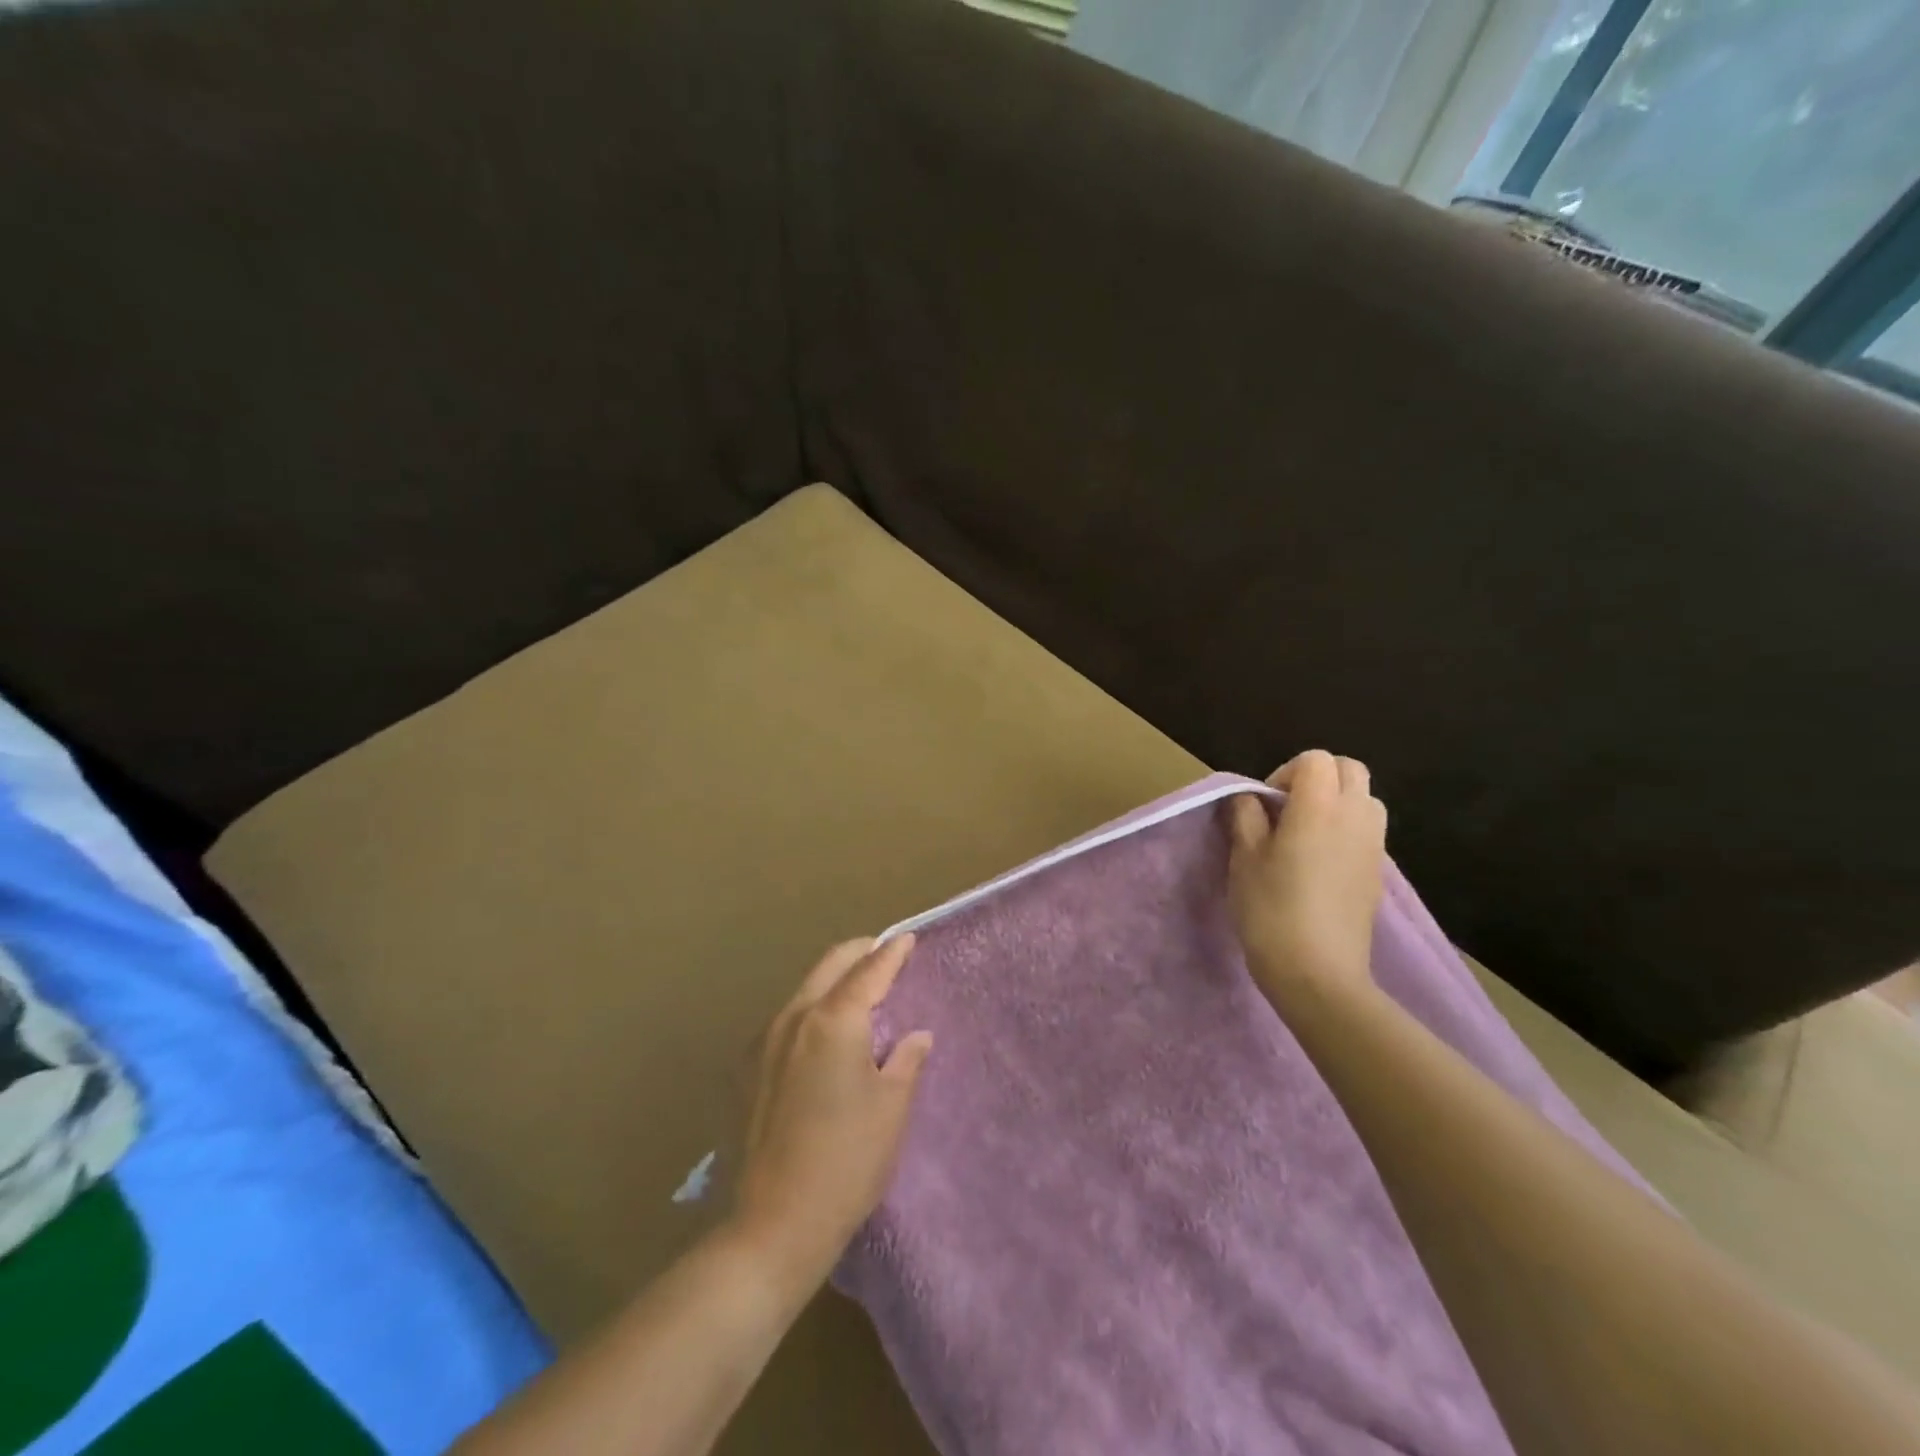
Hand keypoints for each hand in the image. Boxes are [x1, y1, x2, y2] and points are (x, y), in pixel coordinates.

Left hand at [731, 936, 932, 1286]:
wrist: (773, 1224)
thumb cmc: (847, 1161)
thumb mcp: (891, 1107)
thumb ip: (905, 1059)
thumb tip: (916, 1035)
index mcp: (833, 1020)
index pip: (869, 970)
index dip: (892, 952)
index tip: (908, 939)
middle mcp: (794, 1018)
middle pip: (830, 965)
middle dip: (860, 952)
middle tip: (885, 954)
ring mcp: (765, 1041)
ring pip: (805, 988)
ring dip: (834, 979)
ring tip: (859, 990)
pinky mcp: (748, 1068)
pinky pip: (788, 1017)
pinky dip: (813, 1007)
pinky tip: (826, 1032)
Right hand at [1227, 750, 1387, 1002]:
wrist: (1318, 974)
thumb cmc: (1271, 910)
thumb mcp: (1243, 859)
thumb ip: (1246, 817)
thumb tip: (1249, 798)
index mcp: (1319, 807)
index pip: (1315, 760)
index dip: (1285, 772)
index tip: (1265, 805)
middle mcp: (1355, 817)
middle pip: (1349, 769)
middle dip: (1317, 778)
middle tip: (1285, 810)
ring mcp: (1374, 846)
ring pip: (1365, 798)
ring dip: (1337, 801)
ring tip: (1304, 834)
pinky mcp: (1379, 873)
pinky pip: (1368, 830)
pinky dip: (1347, 829)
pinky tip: (1320, 863)